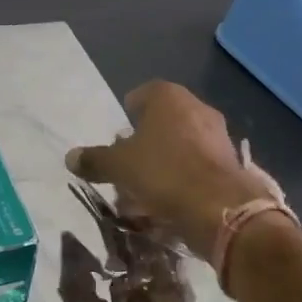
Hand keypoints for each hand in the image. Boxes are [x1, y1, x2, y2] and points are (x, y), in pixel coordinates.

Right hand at [66, 81, 276, 262]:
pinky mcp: (231, 160)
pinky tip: (173, 199)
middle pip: (163, 119)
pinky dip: (185, 176)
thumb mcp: (119, 166)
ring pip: (182, 142)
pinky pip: (199, 163)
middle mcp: (195, 106)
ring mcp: (217, 133)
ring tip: (149, 187)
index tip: (118, 139)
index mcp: (167, 96)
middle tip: (130, 164)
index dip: (127, 115)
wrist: (219, 207)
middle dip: (146, 140)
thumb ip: (95, 159)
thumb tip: (70, 158)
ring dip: (166, 159)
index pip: (141, 94)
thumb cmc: (162, 172)